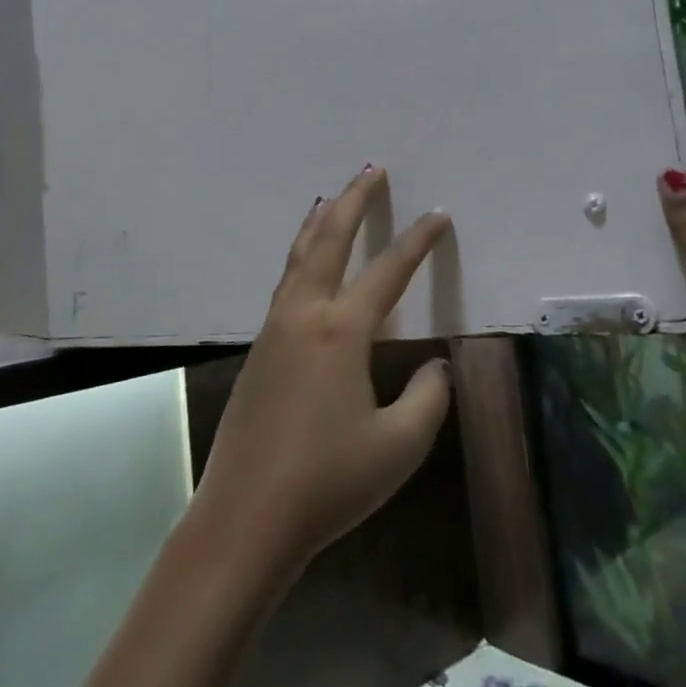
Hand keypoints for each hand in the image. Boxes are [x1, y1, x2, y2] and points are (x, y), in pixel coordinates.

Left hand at [193, 166, 452, 584]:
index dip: (418, 242)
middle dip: (352, 201)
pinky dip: (301, 256)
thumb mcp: (399, 446)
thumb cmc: (328, 482)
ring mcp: (274, 329)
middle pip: (328, 240)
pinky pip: (285, 282)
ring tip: (331, 198)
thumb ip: (426, 398)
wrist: (246, 516)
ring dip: (319, 222)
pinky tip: (307, 264)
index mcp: (340, 331)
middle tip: (370, 170)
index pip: (388, 272)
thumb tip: (434, 367)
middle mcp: (303, 315)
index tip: (439, 215)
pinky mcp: (259, 349)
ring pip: (298, 257)